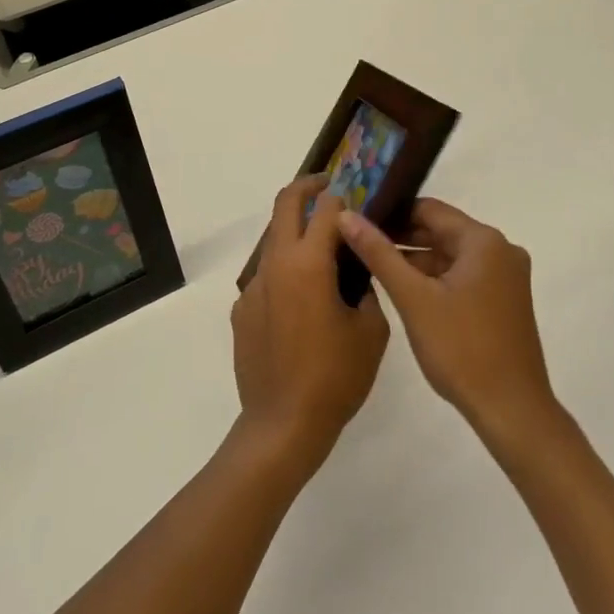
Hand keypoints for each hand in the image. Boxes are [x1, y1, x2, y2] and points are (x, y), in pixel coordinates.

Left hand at [231, 176, 389, 475]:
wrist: (282, 426)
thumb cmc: (335, 378)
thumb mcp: (371, 331)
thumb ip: (367, 289)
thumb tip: (358, 269)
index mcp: (308, 264)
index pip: (327, 208)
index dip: (346, 195)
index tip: (360, 195)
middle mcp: (276, 264)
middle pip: (286, 204)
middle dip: (308, 187)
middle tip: (331, 188)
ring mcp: (254, 286)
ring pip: (274, 239)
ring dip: (297, 232)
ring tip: (325, 254)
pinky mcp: (242, 309)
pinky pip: (267, 276)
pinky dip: (286, 272)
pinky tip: (304, 306)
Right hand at [339, 199, 556, 441]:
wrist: (512, 411)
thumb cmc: (461, 349)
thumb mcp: (413, 298)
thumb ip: (378, 253)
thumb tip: (346, 215)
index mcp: (484, 241)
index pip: (429, 209)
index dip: (391, 212)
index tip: (357, 220)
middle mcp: (501, 249)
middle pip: (441, 230)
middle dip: (401, 237)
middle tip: (358, 243)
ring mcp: (506, 276)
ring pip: (451, 255)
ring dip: (416, 259)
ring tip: (373, 266)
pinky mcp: (505, 300)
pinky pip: (463, 275)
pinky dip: (435, 278)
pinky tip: (405, 290)